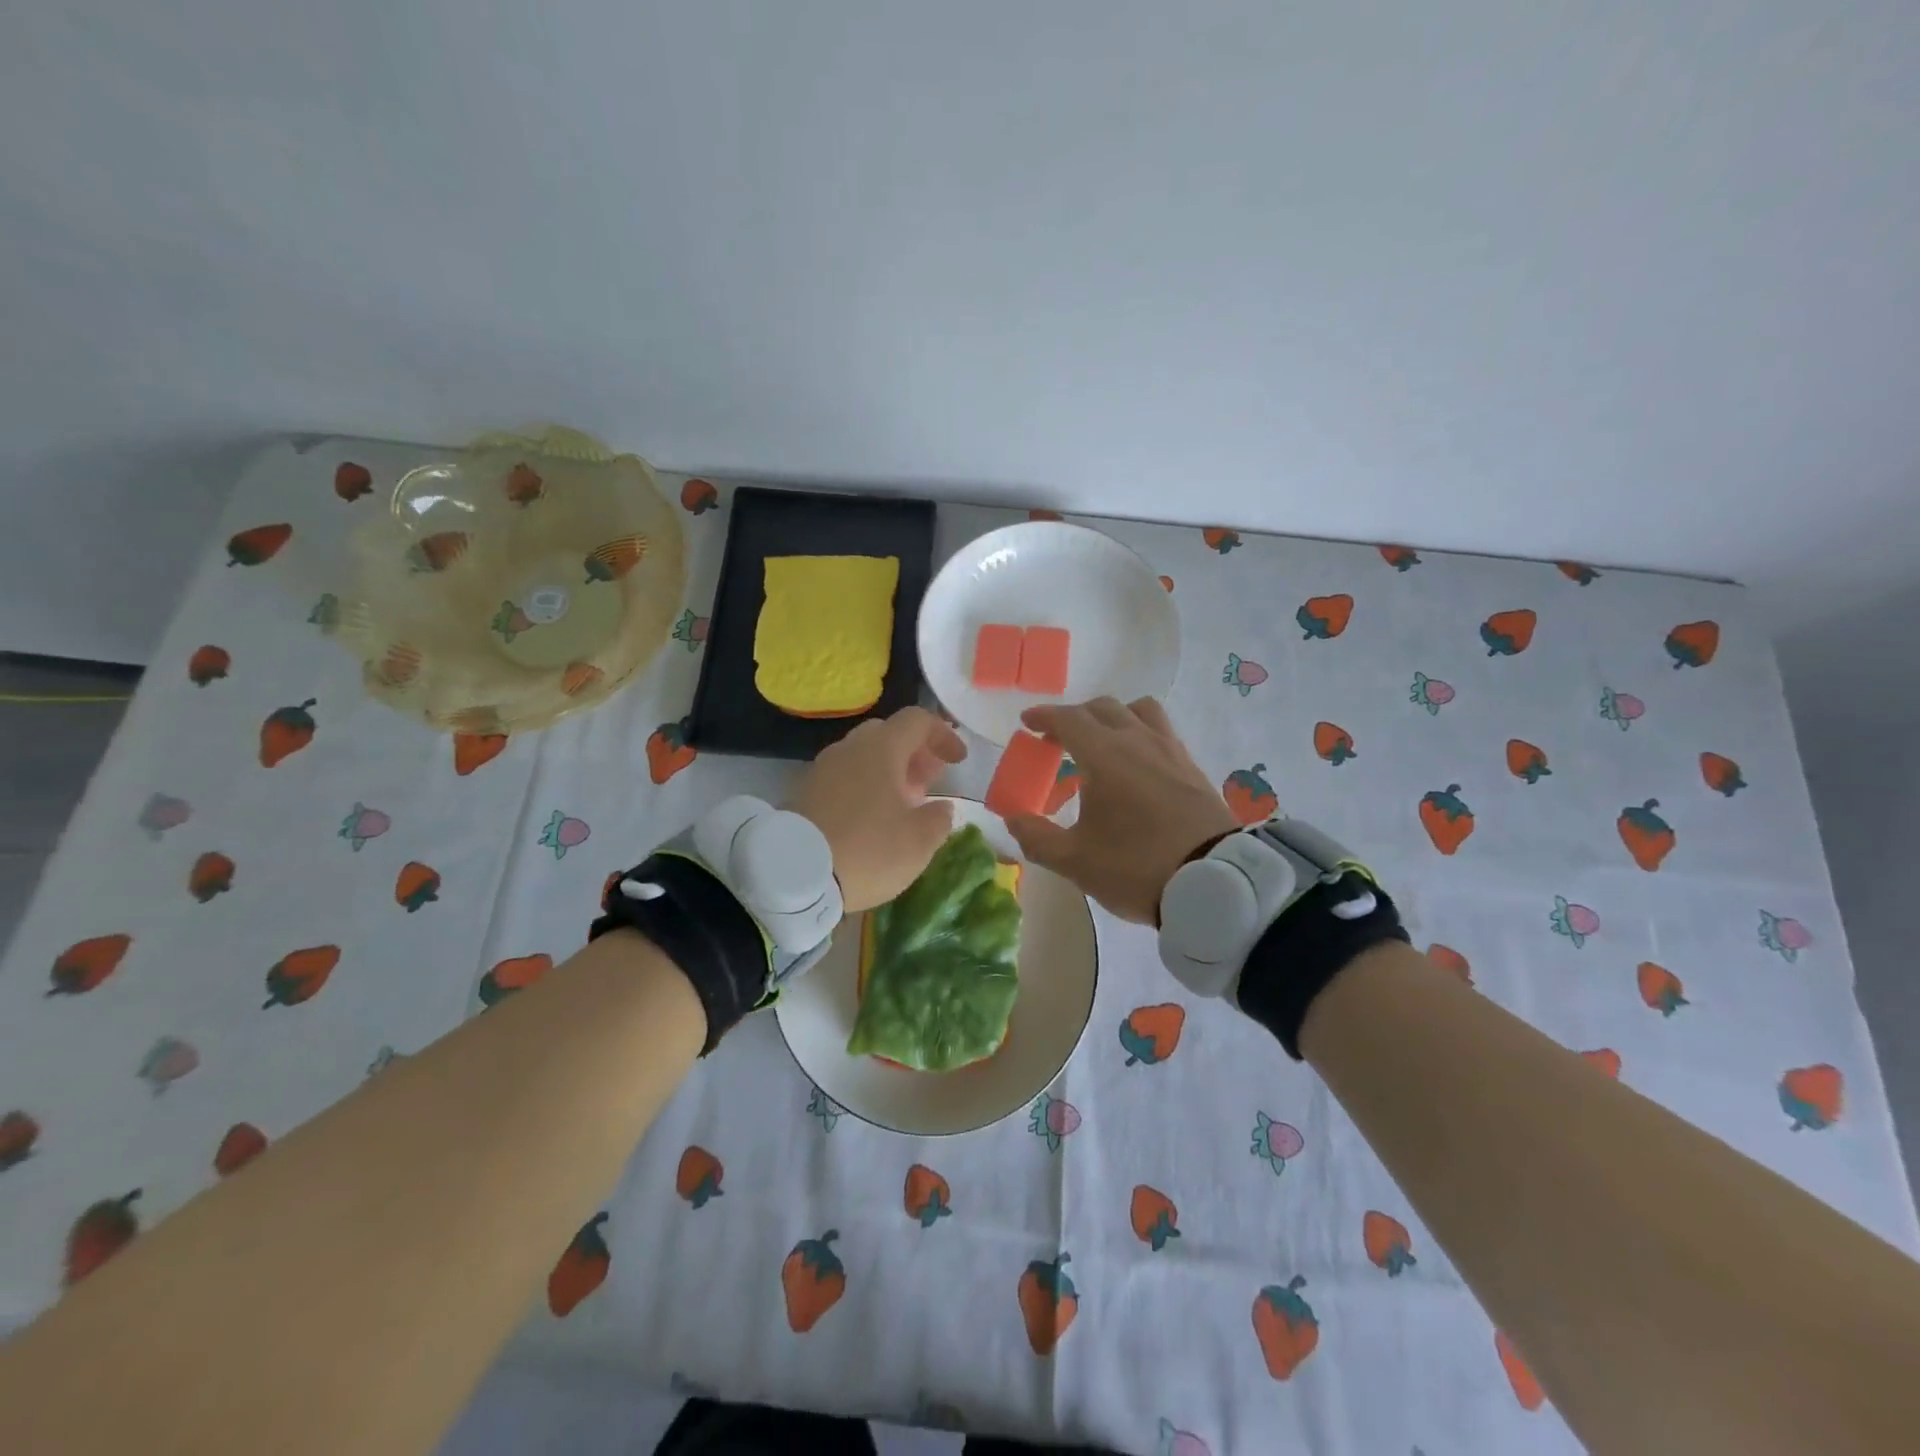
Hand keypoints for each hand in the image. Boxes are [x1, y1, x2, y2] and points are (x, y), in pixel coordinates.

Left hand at [789, 706, 967, 912]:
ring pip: (863, 756)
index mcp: (881, 748)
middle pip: (888, 734)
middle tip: (930, 781)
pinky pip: (843, 777)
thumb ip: (939, 819)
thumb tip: (942, 808)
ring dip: (889, 772)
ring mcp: (822, 768)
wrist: (793, 875)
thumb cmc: (868, 850)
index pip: (918, 720)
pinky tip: (871, 818)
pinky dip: (865, 787)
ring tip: (903, 804)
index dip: (943, 734)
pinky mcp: (804, 792)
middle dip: (914, 753)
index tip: (958, 760)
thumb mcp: (919, 842)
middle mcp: (849, 748)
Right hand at [1003, 697, 1240, 923]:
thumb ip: (1037, 838)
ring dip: (1113, 717)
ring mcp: (1170, 750)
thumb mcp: (1075, 860)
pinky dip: (1140, 733)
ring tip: (1102, 742)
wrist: (1213, 882)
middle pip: (1102, 708)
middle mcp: (1137, 740)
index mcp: (1104, 755)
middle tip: (1057, 740)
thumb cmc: (1135, 866)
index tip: (1027, 722)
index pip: (1068, 719)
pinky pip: (1161, 731)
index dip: (1044, 716)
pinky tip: (1137, 764)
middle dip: (1074, 717)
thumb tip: (1014, 819)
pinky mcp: (1192, 766)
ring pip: (1138, 710)